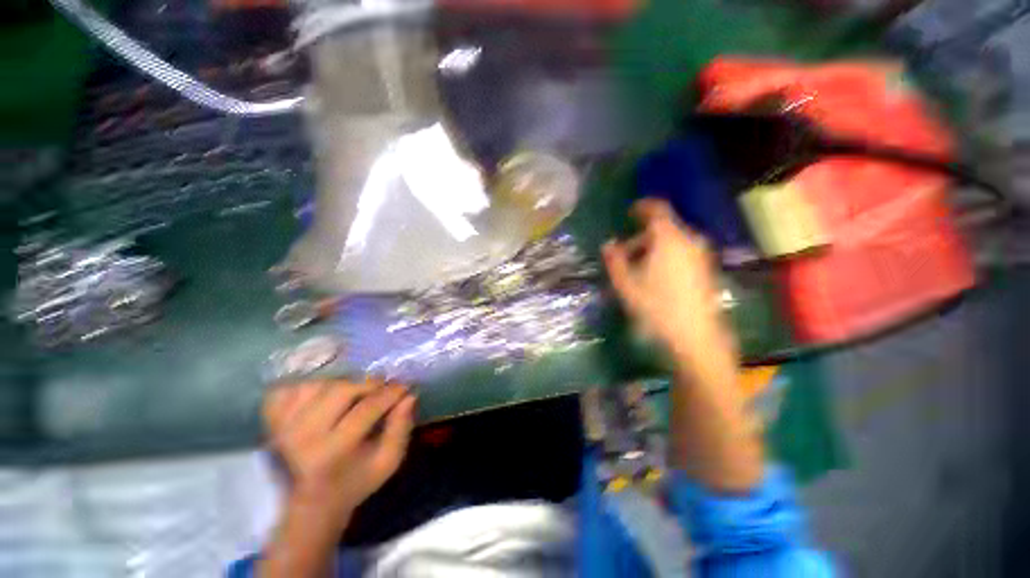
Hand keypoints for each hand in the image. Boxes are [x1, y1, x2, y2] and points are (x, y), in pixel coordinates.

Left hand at [264, 379, 415, 518]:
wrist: (310, 502)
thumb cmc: (355, 481)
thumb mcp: (388, 462)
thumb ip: (401, 428)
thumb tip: (409, 395)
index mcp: (332, 453)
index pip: (367, 408)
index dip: (391, 392)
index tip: (404, 386)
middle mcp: (302, 437)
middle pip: (340, 390)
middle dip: (367, 384)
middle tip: (380, 388)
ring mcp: (281, 427)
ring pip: (318, 384)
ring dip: (342, 384)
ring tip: (354, 394)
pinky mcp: (270, 421)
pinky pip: (291, 388)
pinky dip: (310, 386)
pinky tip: (323, 396)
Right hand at [602, 199, 735, 365]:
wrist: (695, 336)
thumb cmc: (656, 306)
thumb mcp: (626, 283)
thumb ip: (614, 259)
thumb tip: (608, 244)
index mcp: (668, 238)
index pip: (657, 209)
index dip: (641, 207)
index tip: (628, 212)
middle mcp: (689, 240)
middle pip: (663, 227)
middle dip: (642, 236)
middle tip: (625, 253)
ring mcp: (701, 255)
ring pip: (673, 241)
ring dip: (653, 248)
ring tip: (638, 268)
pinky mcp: (706, 269)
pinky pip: (682, 252)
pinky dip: (666, 256)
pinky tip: (656, 277)